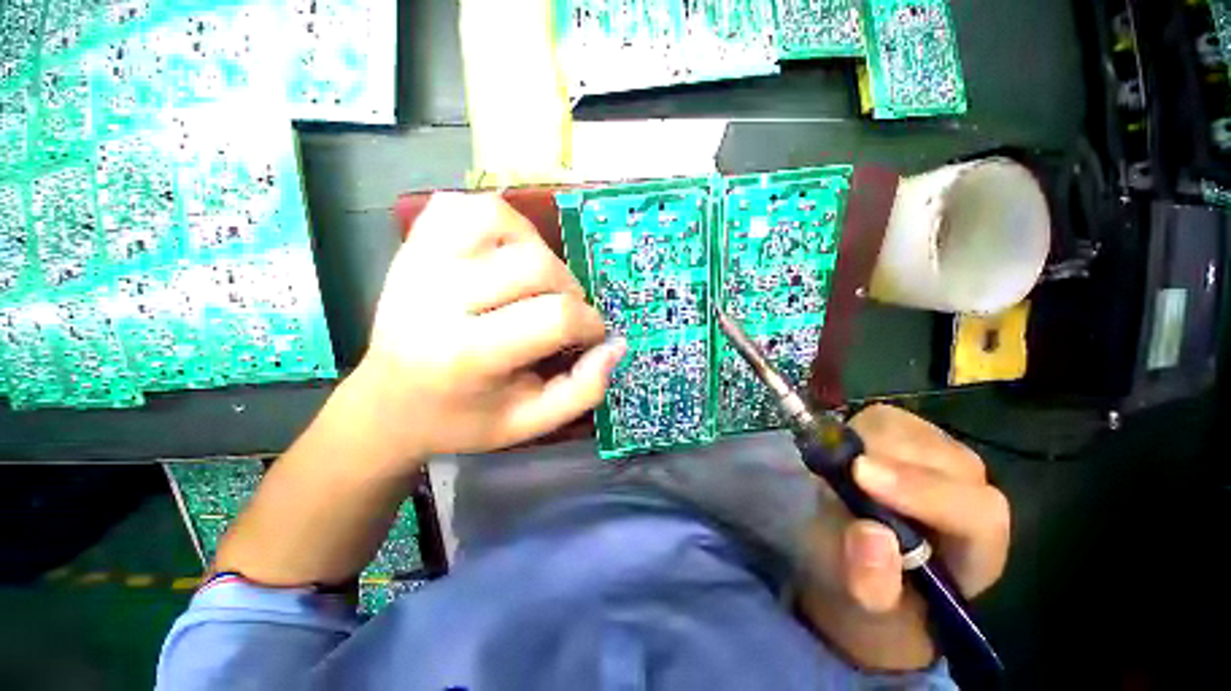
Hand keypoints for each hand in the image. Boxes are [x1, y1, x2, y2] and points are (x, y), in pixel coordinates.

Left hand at [350, 193, 625, 466]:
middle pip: (535, 266)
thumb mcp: (529, 423)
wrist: (389, 402)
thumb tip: (616, 345)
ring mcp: (419, 263)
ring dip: (537, 249)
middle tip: (565, 314)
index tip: (590, 337)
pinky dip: (497, 222)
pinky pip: (462, 206)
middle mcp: (437, 299)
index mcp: (466, 355)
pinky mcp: (411, 245)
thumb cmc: (463, 418)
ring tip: (536, 281)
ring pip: (500, 219)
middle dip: (569, 290)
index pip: (554, 316)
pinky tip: (504, 255)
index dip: (589, 323)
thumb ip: (582, 390)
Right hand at [795, 404, 1009, 670]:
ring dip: (868, 440)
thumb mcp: (863, 607)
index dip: (923, 491)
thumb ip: (871, 583)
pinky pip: (885, 419)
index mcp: (977, 549)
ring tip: (836, 464)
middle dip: (888, 457)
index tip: (861, 475)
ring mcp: (938, 460)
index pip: (975, 512)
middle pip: (945, 458)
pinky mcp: (906, 438)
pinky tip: (841, 453)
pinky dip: (857, 429)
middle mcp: (969, 494)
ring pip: (914, 431)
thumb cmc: (869, 597)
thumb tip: (870, 534)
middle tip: (837, 464)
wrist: (859, 567)